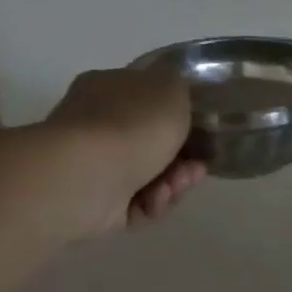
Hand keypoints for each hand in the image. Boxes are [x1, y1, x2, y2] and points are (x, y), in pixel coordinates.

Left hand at [45, 65, 203, 233]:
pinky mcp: (96, 202)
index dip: (181, 117)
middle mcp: (97, 124)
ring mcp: (95, 165)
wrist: (87, 176)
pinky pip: (137, 204)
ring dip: (173, 183)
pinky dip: (152, 203)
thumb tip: (176, 97)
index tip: (204, 132)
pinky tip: (156, 200)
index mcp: (109, 88)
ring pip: (149, 175)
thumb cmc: (132, 124)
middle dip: (183, 158)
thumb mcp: (171, 88)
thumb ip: (181, 88)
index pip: (148, 99)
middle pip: (153, 143)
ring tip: (176, 186)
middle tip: (197, 167)